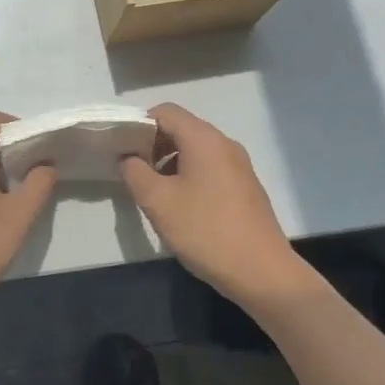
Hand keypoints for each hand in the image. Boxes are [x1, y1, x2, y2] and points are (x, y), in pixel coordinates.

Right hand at [119, 103, 314, 307]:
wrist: (262, 272)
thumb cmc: (205, 231)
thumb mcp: (158, 202)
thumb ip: (135, 172)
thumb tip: (128, 157)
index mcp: (204, 139)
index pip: (165, 112)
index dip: (139, 125)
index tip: (123, 149)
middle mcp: (224, 144)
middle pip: (182, 128)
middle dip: (153, 144)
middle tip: (134, 171)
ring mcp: (239, 165)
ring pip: (196, 150)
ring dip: (170, 162)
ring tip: (154, 192)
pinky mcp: (245, 186)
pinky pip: (210, 167)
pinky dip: (189, 175)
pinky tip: (181, 206)